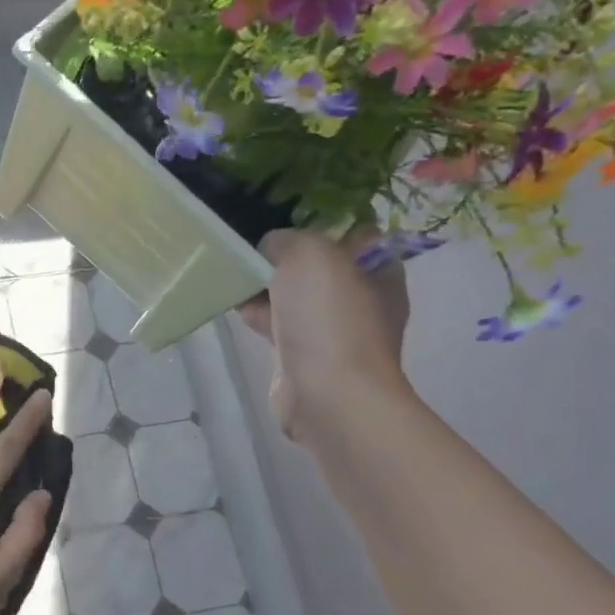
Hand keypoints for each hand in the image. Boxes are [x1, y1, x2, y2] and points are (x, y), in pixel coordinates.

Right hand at [237, 227, 410, 438]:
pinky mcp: (304, 355)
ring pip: (292, 294)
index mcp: (379, 269)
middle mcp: (362, 297)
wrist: (327, 395)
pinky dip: (257, 314)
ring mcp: (333, 329)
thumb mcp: (309, 253)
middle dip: (281, 256)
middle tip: (251, 249)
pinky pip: (277, 323)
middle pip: (315, 264)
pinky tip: (234, 305)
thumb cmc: (329, 317)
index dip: (317, 222)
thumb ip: (286, 239)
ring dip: (263, 285)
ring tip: (235, 275)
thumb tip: (270, 249)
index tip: (281, 219)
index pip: (351, 232)